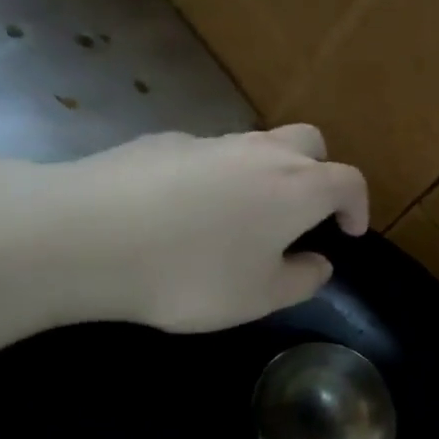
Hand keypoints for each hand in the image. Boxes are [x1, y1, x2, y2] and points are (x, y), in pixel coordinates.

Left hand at [28, 125, 367, 333]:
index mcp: (297, 187)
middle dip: (319, 173)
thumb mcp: (259, 297)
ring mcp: (208, 141)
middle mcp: (260, 153)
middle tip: (305, 212)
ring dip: (266, 175)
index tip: (350, 233)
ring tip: (241, 219)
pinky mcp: (161, 143)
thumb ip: (301, 280)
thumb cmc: (190, 273)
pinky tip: (182, 214)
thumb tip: (318, 264)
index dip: (358, 205)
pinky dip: (215, 177)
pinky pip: (207, 155)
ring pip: (256, 146)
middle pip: (309, 143)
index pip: (349, 180)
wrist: (81, 235)